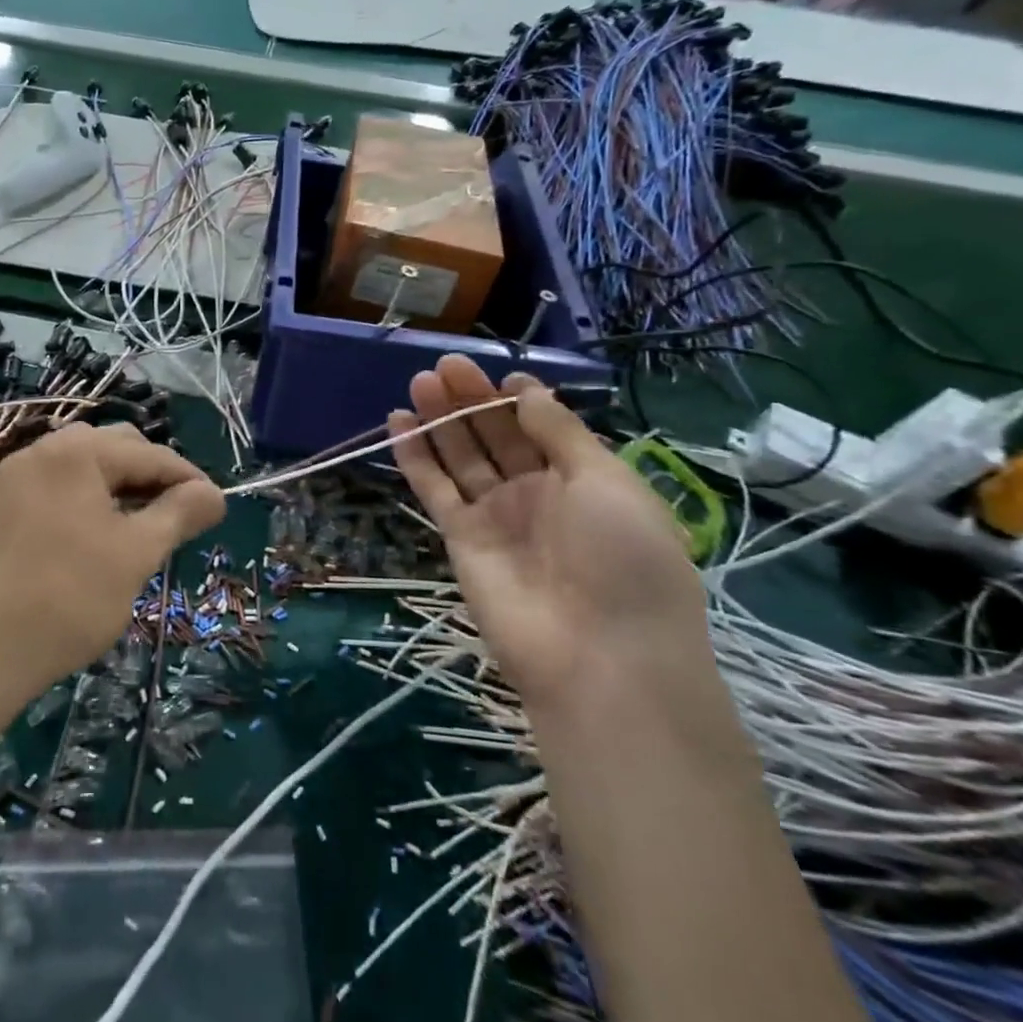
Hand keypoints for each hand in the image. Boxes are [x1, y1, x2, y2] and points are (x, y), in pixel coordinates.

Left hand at [0, 423, 224, 722]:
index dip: (190, 480)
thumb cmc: (67, 598)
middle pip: (116, 449)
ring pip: (86, 469)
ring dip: (121, 489)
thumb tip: (215, 494)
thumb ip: (180, 514)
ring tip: (141, 530)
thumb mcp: (136, 554)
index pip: (151, 454)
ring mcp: (15, 478)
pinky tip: (99, 538)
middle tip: (177, 521)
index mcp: (77, 451)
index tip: (217, 510)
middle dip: (152, 478)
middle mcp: (43, 450)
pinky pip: (59, 488)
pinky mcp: (0, 507)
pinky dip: (88, 501)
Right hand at [389, 355, 708, 711]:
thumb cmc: (623, 559)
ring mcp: (496, 516)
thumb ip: (560, 433)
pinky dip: (415, 458)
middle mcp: (536, 493)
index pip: (541, 427)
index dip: (518, 399)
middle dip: (472, 400)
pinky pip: (435, 489)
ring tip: (419, 381)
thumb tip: (527, 393)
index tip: (498, 375)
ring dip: (441, 419)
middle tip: (444, 365)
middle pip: (496, 436)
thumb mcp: (607, 482)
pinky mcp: (460, 538)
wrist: (599, 656)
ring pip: (461, 457)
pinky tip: (399, 423)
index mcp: (582, 479)